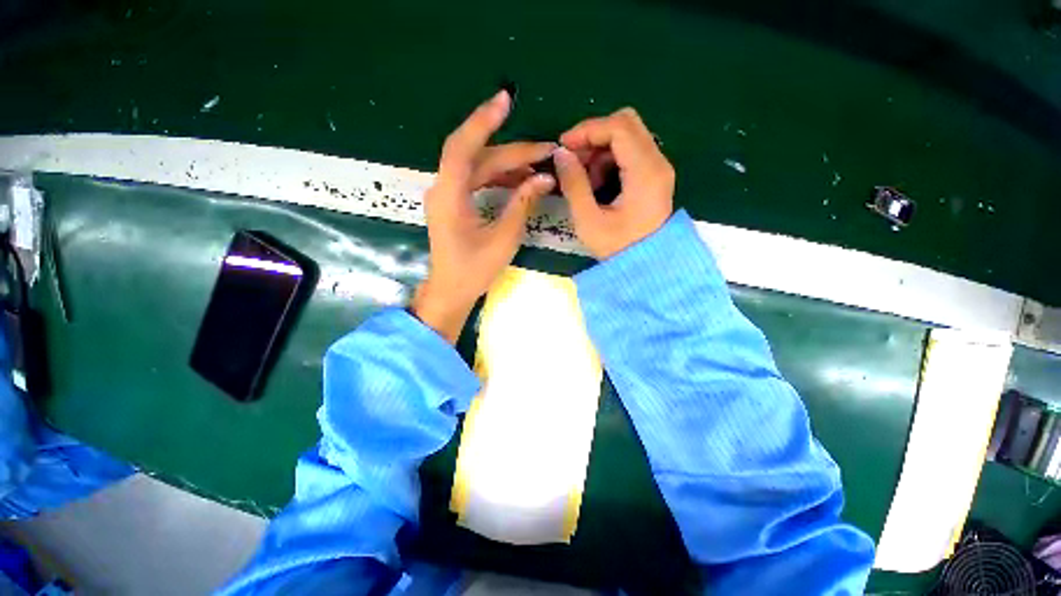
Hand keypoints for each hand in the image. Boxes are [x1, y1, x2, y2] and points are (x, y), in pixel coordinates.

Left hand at [411, 90, 556, 342]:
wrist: (450, 291)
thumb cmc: (474, 270)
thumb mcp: (503, 238)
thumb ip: (522, 204)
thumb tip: (544, 178)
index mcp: (449, 196)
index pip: (462, 147)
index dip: (483, 121)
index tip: (505, 101)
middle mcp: (444, 189)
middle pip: (478, 157)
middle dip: (512, 152)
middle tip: (545, 151)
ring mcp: (448, 195)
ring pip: (478, 168)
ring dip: (507, 165)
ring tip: (537, 166)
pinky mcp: (454, 203)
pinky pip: (477, 181)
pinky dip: (498, 178)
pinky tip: (519, 181)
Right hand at [553, 108, 674, 259]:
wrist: (646, 268)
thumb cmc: (617, 249)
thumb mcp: (589, 221)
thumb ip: (574, 184)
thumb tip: (561, 154)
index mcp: (645, 172)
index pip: (619, 127)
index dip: (587, 130)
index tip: (563, 147)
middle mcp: (658, 163)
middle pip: (626, 124)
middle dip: (594, 136)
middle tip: (573, 160)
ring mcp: (658, 169)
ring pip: (628, 136)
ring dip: (600, 150)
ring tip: (584, 180)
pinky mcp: (654, 177)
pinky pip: (630, 153)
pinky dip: (610, 160)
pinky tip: (598, 185)